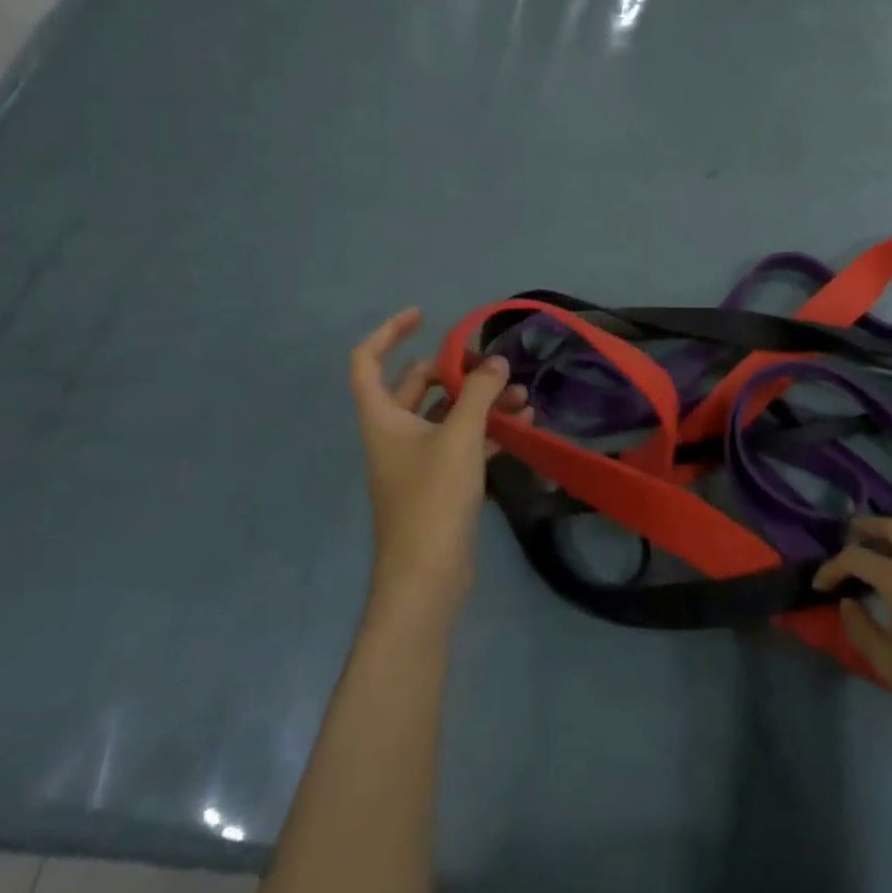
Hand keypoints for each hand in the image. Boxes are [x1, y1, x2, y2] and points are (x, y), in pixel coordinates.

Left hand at [348, 307, 531, 632]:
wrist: (427, 577)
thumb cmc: (433, 499)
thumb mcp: (459, 438)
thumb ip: (480, 394)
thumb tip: (496, 362)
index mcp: (383, 418)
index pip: (367, 361)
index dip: (389, 332)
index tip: (424, 316)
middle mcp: (394, 434)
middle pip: (417, 385)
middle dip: (456, 371)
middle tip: (492, 366)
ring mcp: (416, 460)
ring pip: (446, 415)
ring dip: (480, 402)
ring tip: (524, 397)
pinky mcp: (438, 483)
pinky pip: (461, 443)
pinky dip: (487, 431)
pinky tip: (523, 427)